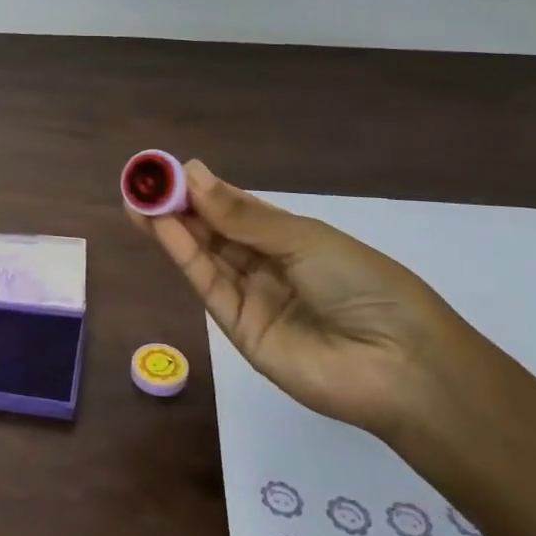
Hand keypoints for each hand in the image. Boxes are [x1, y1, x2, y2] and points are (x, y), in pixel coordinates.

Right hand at [130, 161, 477, 436]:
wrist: (398, 365)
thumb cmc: (362, 284)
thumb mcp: (303, 238)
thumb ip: (242, 214)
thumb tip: (193, 173)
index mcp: (292, 238)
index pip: (238, 208)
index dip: (204, 189)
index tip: (168, 170)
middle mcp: (268, 266)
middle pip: (215, 231)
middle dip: (179, 206)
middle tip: (141, 182)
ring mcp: (252, 298)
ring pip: (206, 256)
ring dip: (172, 228)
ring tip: (137, 200)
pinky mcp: (239, 330)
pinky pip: (209, 285)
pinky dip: (184, 255)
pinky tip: (162, 228)